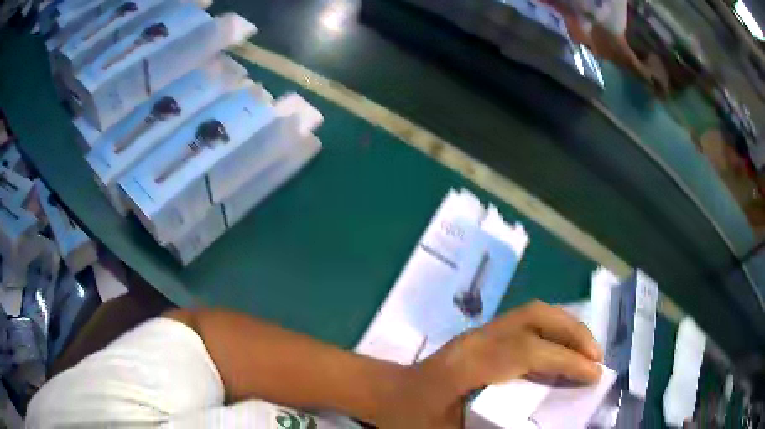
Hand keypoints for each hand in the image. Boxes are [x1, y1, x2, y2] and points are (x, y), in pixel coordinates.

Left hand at [375, 300, 602, 427]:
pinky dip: (552, 328)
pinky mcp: (482, 333)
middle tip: (595, 357)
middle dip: (573, 333)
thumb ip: (490, 426)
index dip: (566, 361)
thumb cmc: (411, 415)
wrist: (386, 392)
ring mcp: (479, 331)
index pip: (529, 352)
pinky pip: (526, 320)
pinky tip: (561, 347)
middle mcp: (477, 339)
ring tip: (586, 350)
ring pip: (532, 312)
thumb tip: (537, 418)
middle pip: (536, 316)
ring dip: (565, 326)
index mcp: (468, 364)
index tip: (594, 374)